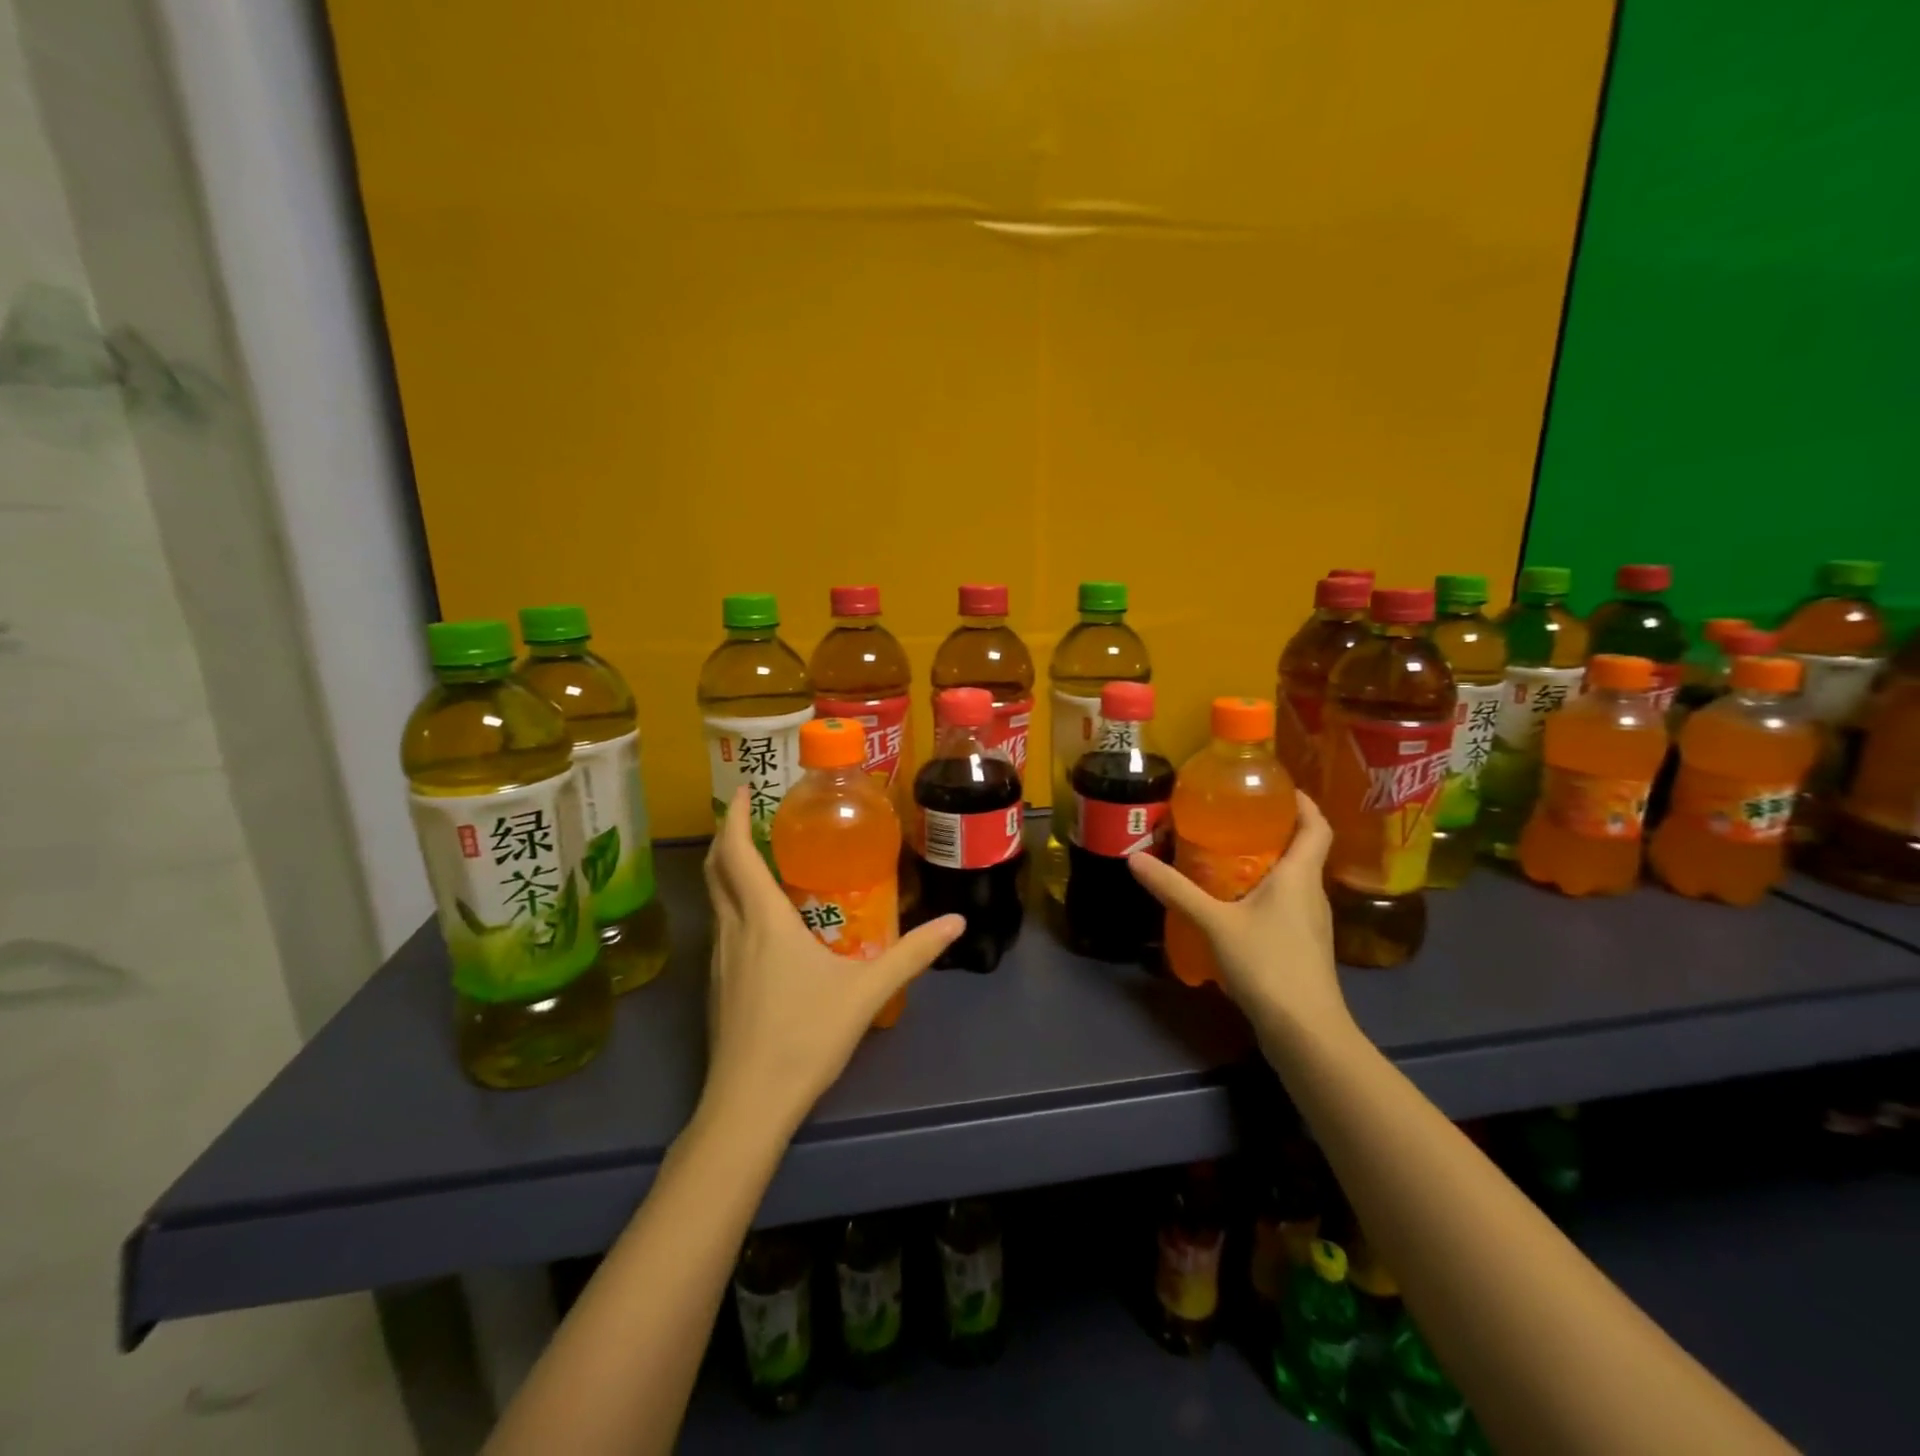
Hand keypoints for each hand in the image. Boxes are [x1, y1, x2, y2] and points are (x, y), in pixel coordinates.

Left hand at [699, 788, 962, 1136]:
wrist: (749, 1104)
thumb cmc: (806, 1035)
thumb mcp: (867, 990)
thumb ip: (913, 954)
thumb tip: (956, 923)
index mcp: (764, 920)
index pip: (735, 853)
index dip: (733, 817)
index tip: (743, 790)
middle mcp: (733, 931)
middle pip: (716, 871)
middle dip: (727, 837)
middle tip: (753, 817)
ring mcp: (719, 961)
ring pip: (716, 901)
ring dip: (730, 872)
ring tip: (764, 861)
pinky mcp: (718, 987)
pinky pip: (723, 928)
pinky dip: (736, 905)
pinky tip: (766, 924)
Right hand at [1129, 791, 1349, 1052]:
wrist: (1305, 1031)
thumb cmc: (1268, 964)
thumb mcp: (1215, 923)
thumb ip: (1176, 890)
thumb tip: (1135, 858)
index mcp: (1299, 876)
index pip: (1316, 826)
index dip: (1302, 802)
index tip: (1276, 787)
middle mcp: (1312, 893)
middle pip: (1302, 849)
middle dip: (1273, 829)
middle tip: (1232, 817)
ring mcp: (1311, 922)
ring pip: (1293, 878)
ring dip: (1266, 862)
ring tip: (1225, 854)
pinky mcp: (1302, 946)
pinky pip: (1285, 904)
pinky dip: (1263, 891)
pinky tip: (1233, 902)